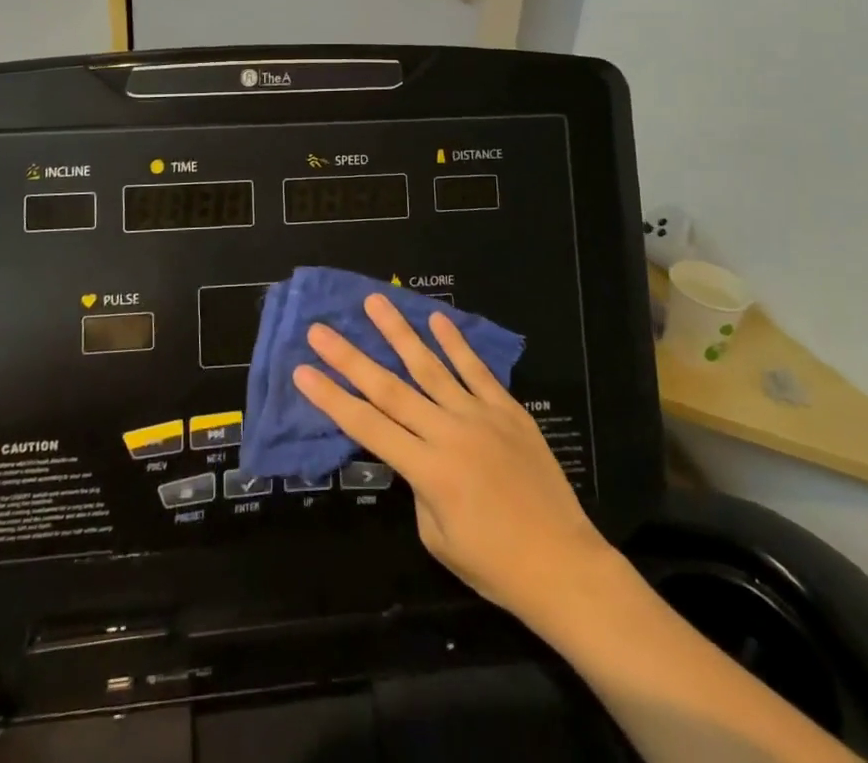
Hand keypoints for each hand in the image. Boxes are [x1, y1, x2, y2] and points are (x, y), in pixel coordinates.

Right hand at [294, 294, 611, 620]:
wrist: (564, 566)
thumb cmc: (494, 565)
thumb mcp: (437, 537)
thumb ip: (417, 485)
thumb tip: (412, 449)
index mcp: (428, 471)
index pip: (367, 426)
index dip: (332, 398)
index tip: (303, 371)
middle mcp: (449, 434)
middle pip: (390, 388)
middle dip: (350, 357)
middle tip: (320, 329)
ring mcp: (480, 416)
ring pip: (431, 366)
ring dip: (399, 332)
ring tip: (375, 302)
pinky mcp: (508, 410)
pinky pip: (477, 370)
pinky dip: (455, 343)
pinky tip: (437, 318)